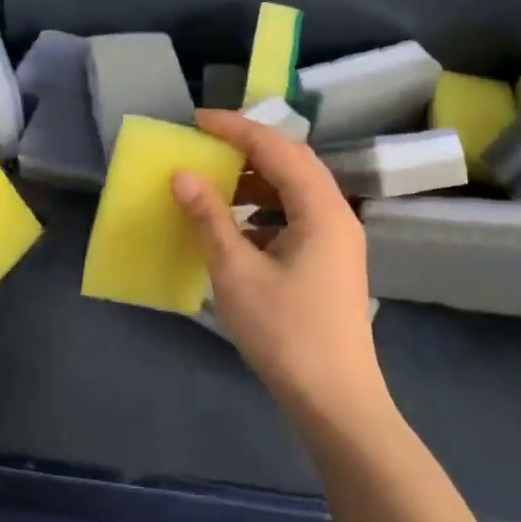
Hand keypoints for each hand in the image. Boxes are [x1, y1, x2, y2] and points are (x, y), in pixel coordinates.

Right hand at [172, 110, 384, 419]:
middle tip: (207, 146)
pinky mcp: (331, 263)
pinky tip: (237, 231)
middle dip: (248, 149)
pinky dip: (265, 212)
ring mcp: (338, 241)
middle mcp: (336, 214)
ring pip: (295, 191)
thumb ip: (209, 218)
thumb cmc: (285, 333)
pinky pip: (297, 218)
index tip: (196, 120)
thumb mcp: (236, 272)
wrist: (336, 402)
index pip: (276, 147)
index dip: (235, 128)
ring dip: (256, 181)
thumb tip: (182, 175)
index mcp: (320, 209)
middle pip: (292, 162)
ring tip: (217, 185)